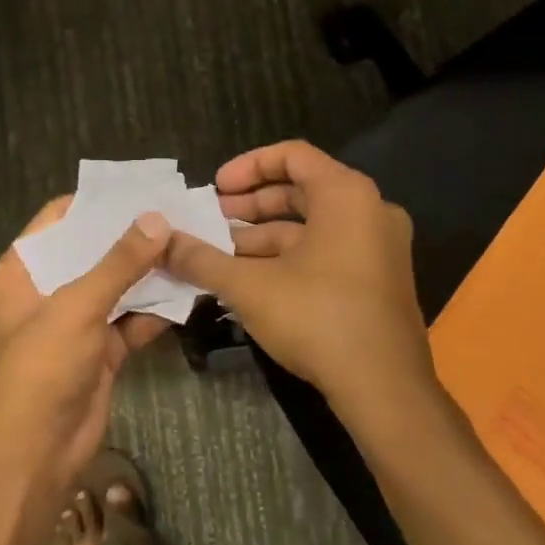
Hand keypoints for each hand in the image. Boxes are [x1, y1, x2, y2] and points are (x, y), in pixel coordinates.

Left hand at [0, 199, 172, 499]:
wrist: (35, 454)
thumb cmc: (42, 366)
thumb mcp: (77, 306)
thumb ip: (120, 262)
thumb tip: (156, 218)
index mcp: (24, 269)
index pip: (59, 220)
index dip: (96, 202)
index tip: (139, 187)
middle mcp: (48, 289)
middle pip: (92, 251)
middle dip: (132, 235)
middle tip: (177, 210)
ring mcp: (76, 321)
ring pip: (117, 285)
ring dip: (149, 271)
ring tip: (191, 240)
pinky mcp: (101, 351)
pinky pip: (132, 319)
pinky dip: (157, 308)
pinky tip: (190, 287)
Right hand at [165, 140, 435, 415]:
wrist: (385, 389)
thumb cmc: (317, 318)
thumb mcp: (249, 285)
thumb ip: (201, 258)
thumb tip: (160, 241)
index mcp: (346, 194)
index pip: (292, 155)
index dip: (247, 166)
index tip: (214, 189)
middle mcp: (370, 211)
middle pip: (302, 189)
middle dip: (251, 204)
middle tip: (212, 219)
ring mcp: (379, 247)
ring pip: (312, 226)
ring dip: (264, 236)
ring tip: (221, 254)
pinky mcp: (379, 280)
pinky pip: (328, 250)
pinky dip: (289, 257)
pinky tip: (252, 280)